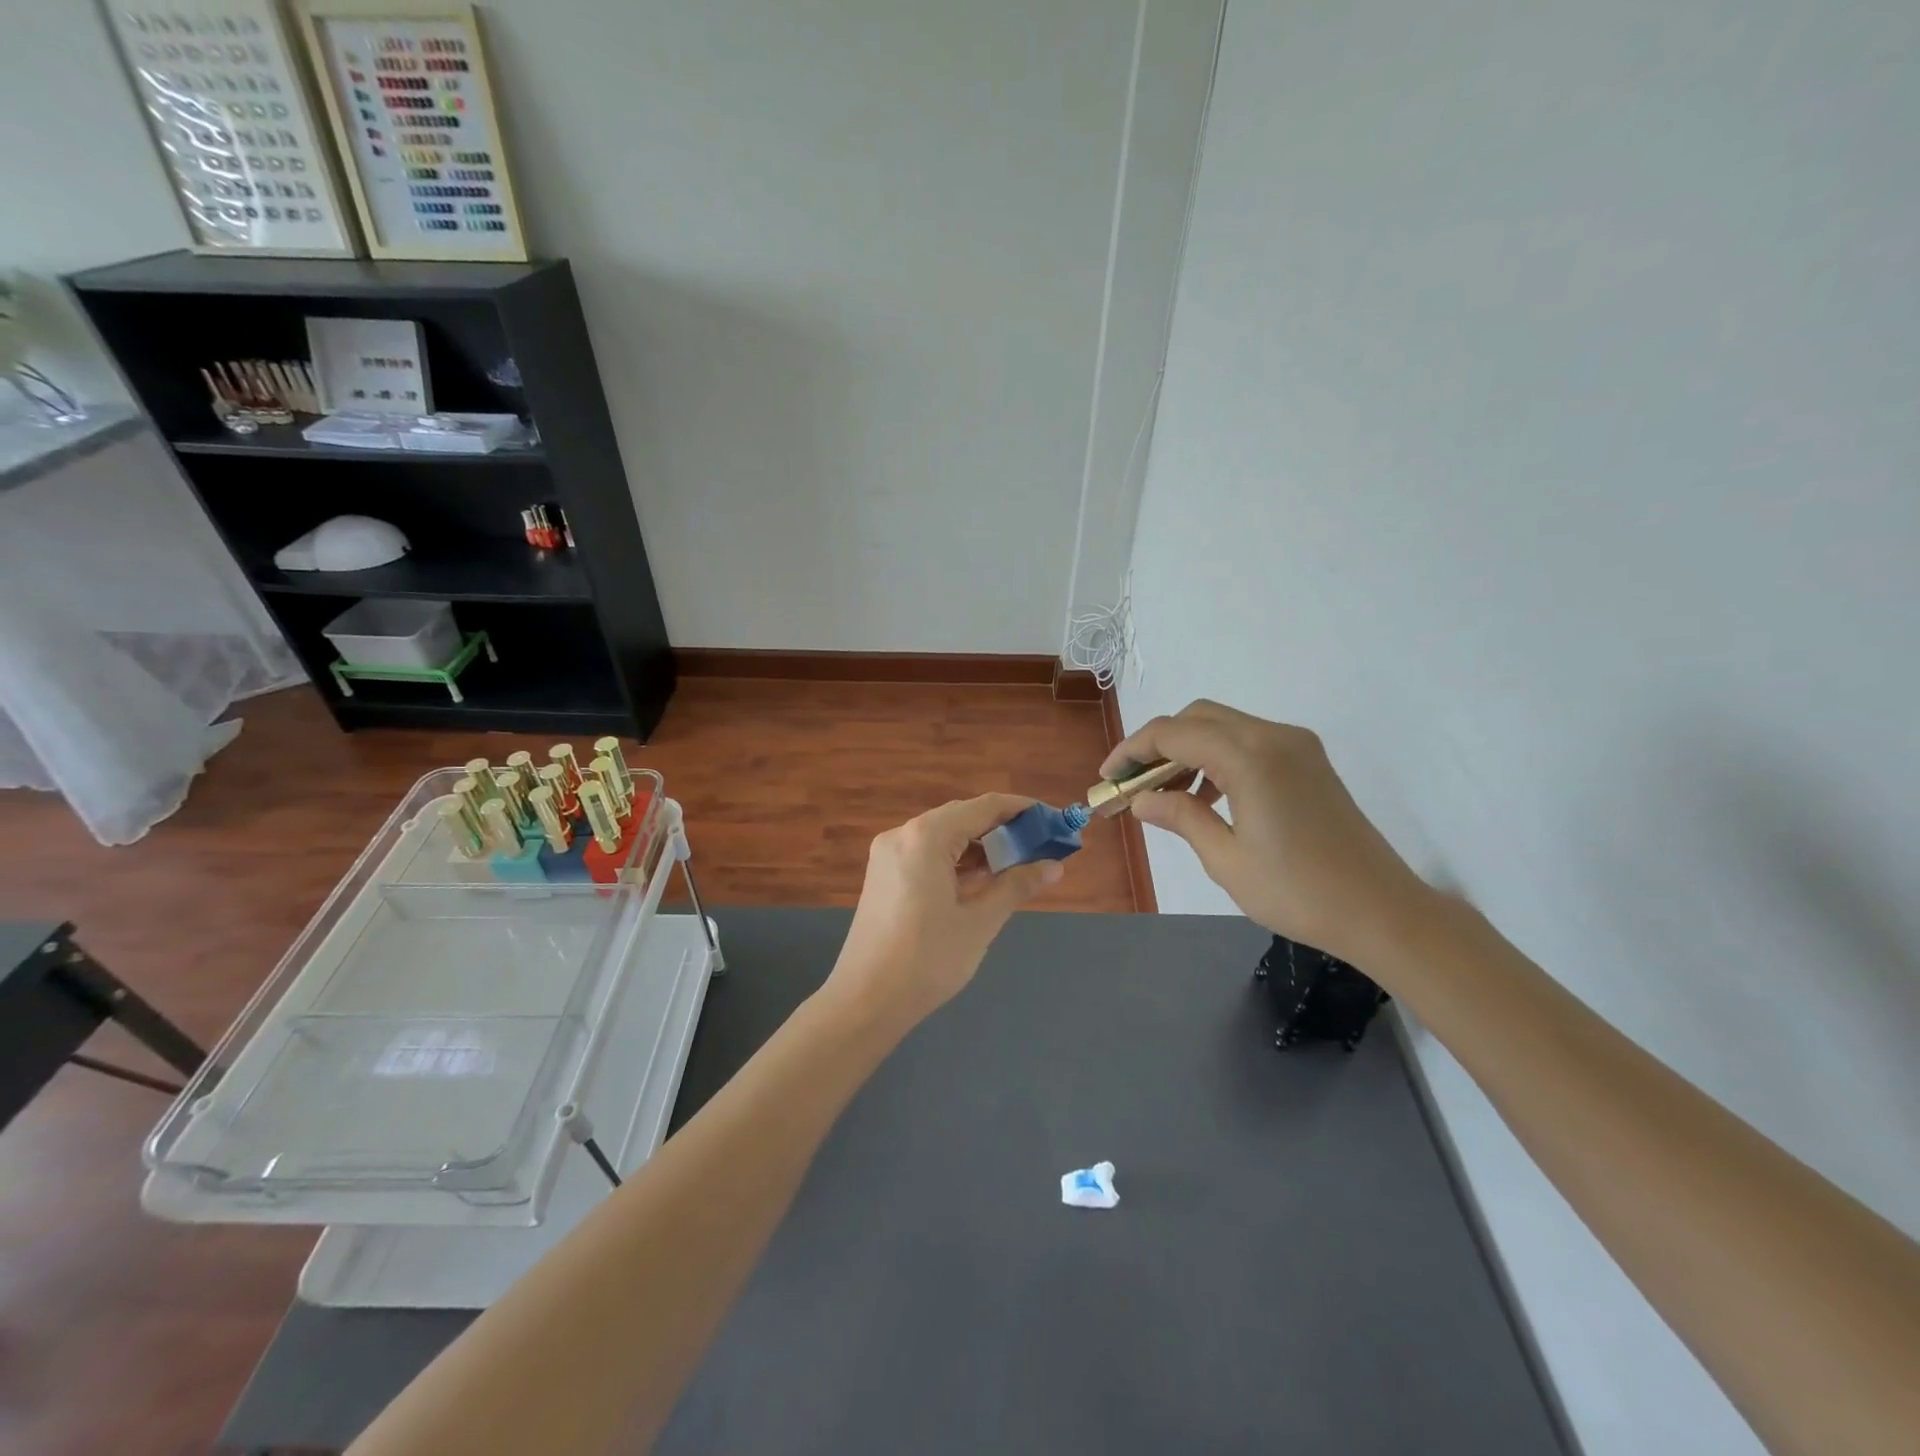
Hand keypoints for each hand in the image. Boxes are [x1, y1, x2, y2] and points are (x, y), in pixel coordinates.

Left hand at [825, 794, 1064, 1031]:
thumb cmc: (927, 960)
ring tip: (1018, 863)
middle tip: (1041, 844)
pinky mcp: (883, 875)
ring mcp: (888, 854)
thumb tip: (1054, 866)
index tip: (1053, 820)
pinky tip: (982, 878)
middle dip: (1003, 828)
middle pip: (962, 817)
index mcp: (926, 836)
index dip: (1022, 810)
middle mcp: (903, 834)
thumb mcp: (979, 922)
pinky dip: (956, 861)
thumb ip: (1016, 886)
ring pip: (944, 836)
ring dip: (980, 846)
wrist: (864, 1001)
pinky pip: (927, 854)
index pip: (984, 807)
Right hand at [1103, 701, 1428, 961]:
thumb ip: (1180, 817)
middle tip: (1134, 784)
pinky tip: (1207, 797)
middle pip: (1197, 718)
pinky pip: (1248, 742)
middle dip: (1157, 744)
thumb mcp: (1226, 859)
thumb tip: (1142, 800)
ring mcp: (1296, 745)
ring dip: (1187, 749)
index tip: (1108, 779)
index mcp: (1249, 757)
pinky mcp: (1309, 761)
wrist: (1381, 910)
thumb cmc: (1298, 892)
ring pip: (1223, 726)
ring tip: (1166, 794)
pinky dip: (1217, 757)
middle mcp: (1273, 736)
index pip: (1172, 733)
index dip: (1132, 751)